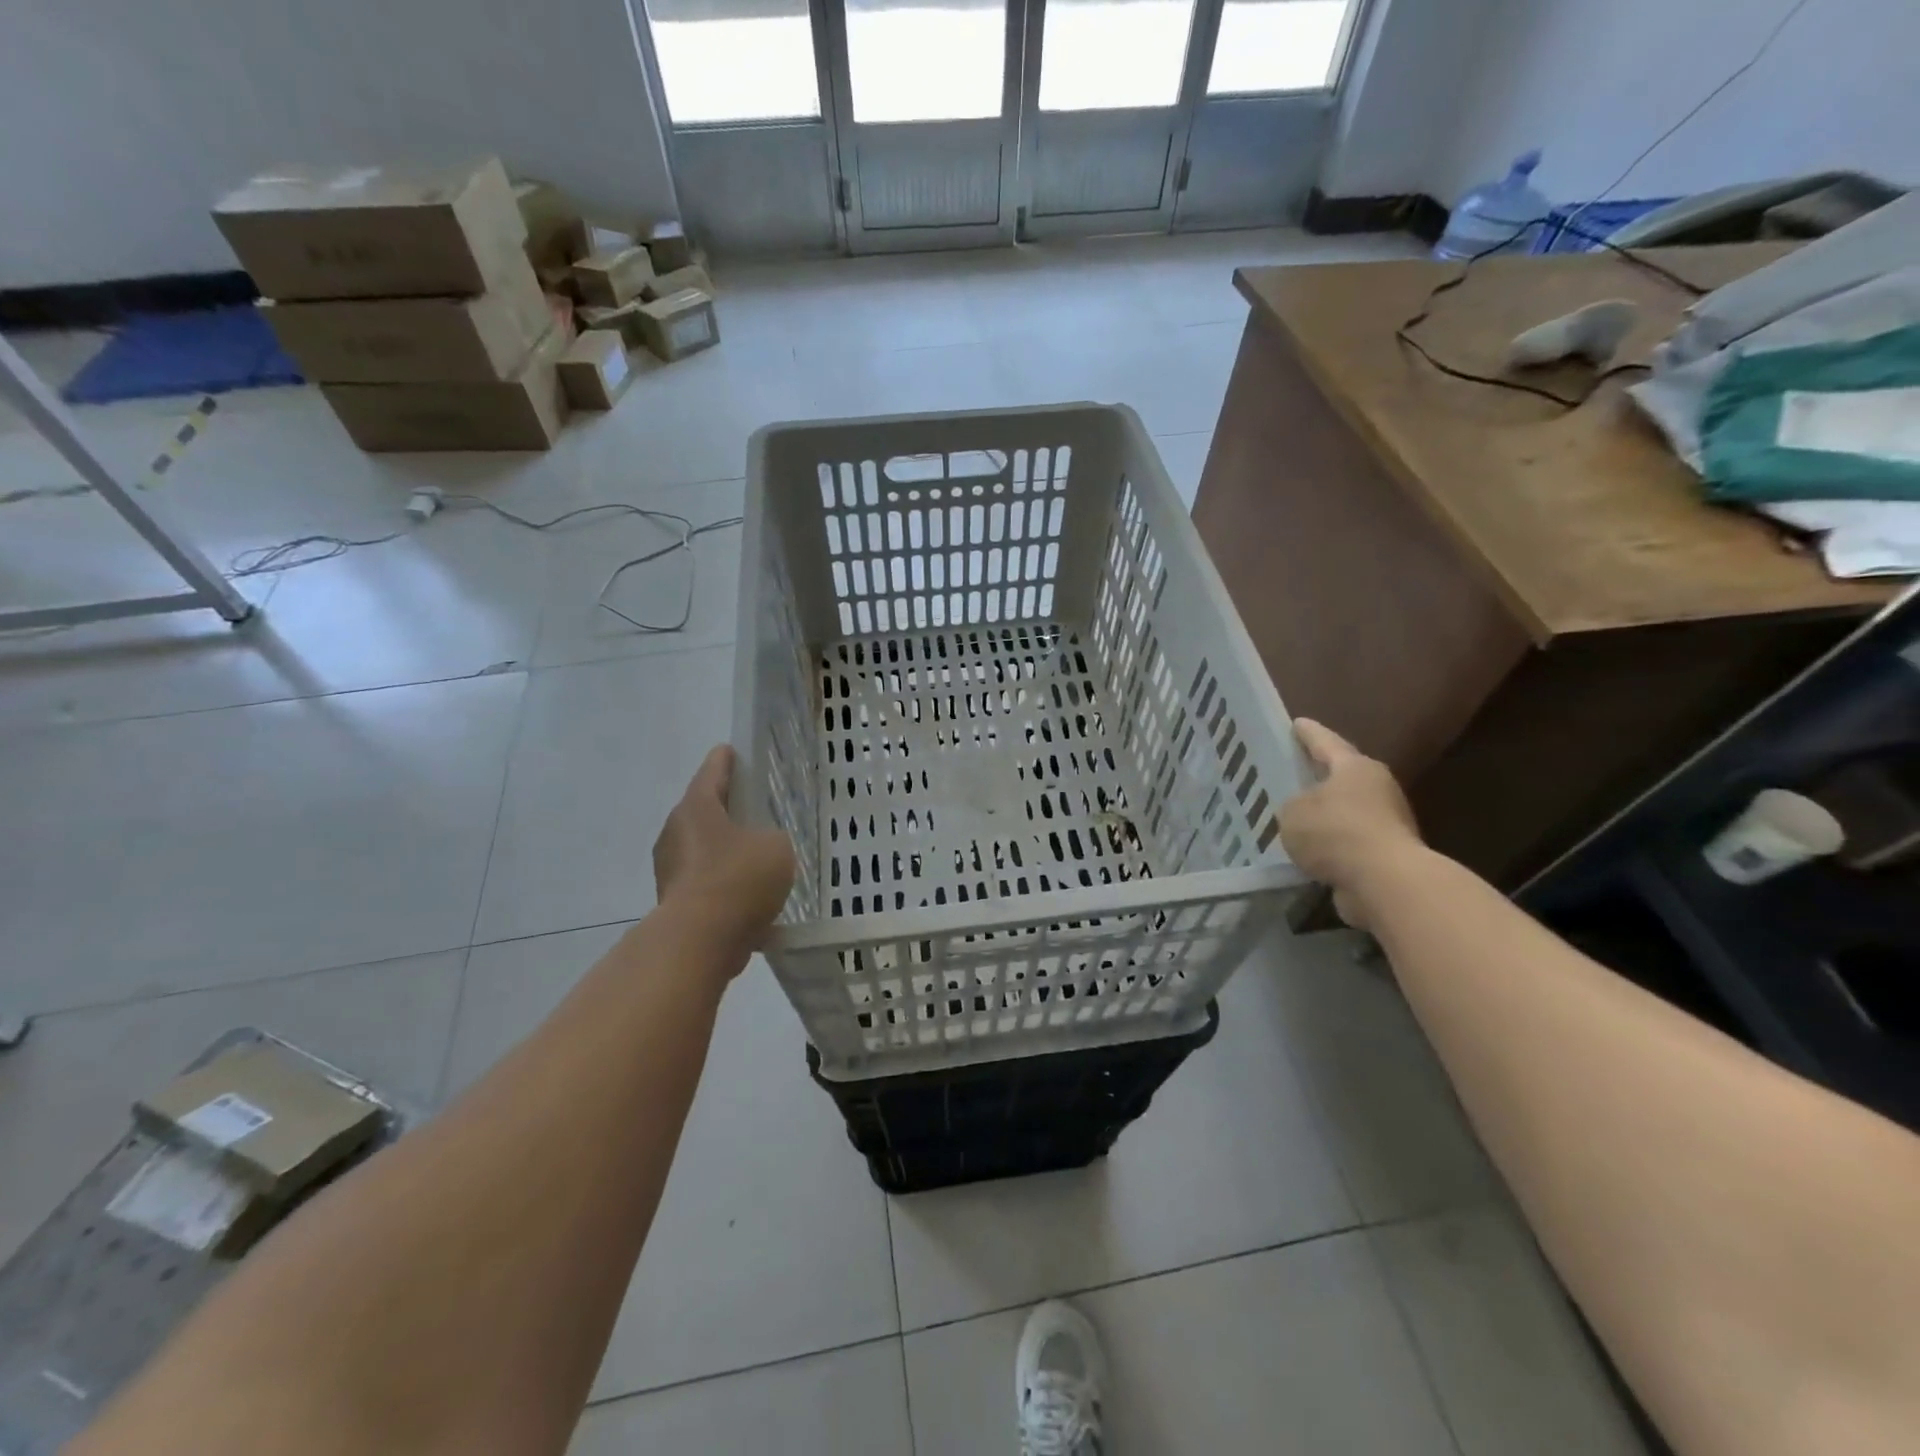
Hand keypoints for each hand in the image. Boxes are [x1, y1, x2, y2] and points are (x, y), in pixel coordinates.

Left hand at [653, 746, 795, 952]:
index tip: (731, 751)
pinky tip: (747, 897)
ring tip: (755, 858)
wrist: (699, 941)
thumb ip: (772, 838)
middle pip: (703, 810)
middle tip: (752, 809)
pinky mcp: (673, 901)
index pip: (713, 771)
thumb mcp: (776, 847)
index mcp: (697, 807)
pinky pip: (703, 881)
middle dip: (726, 809)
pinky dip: (722, 883)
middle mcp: (675, 831)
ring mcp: (669, 868)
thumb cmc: (739, 879)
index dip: (726, 760)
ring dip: (724, 850)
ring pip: (702, 848)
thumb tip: (761, 849)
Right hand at [1279, 719, 1422, 929]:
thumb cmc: (1336, 832)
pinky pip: (1349, 843)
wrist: (1385, 881)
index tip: (1297, 723)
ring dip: (1325, 816)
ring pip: (1346, 812)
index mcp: (1355, 767)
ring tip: (1296, 820)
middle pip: (1341, 777)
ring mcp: (1386, 822)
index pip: (1325, 742)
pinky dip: (1331, 846)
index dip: (1308, 733)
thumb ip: (1292, 805)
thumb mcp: (1293, 812)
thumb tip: (1302, 812)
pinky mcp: (1386, 854)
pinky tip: (1309, 853)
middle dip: (1319, 777)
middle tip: (1295, 774)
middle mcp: (1377, 788)